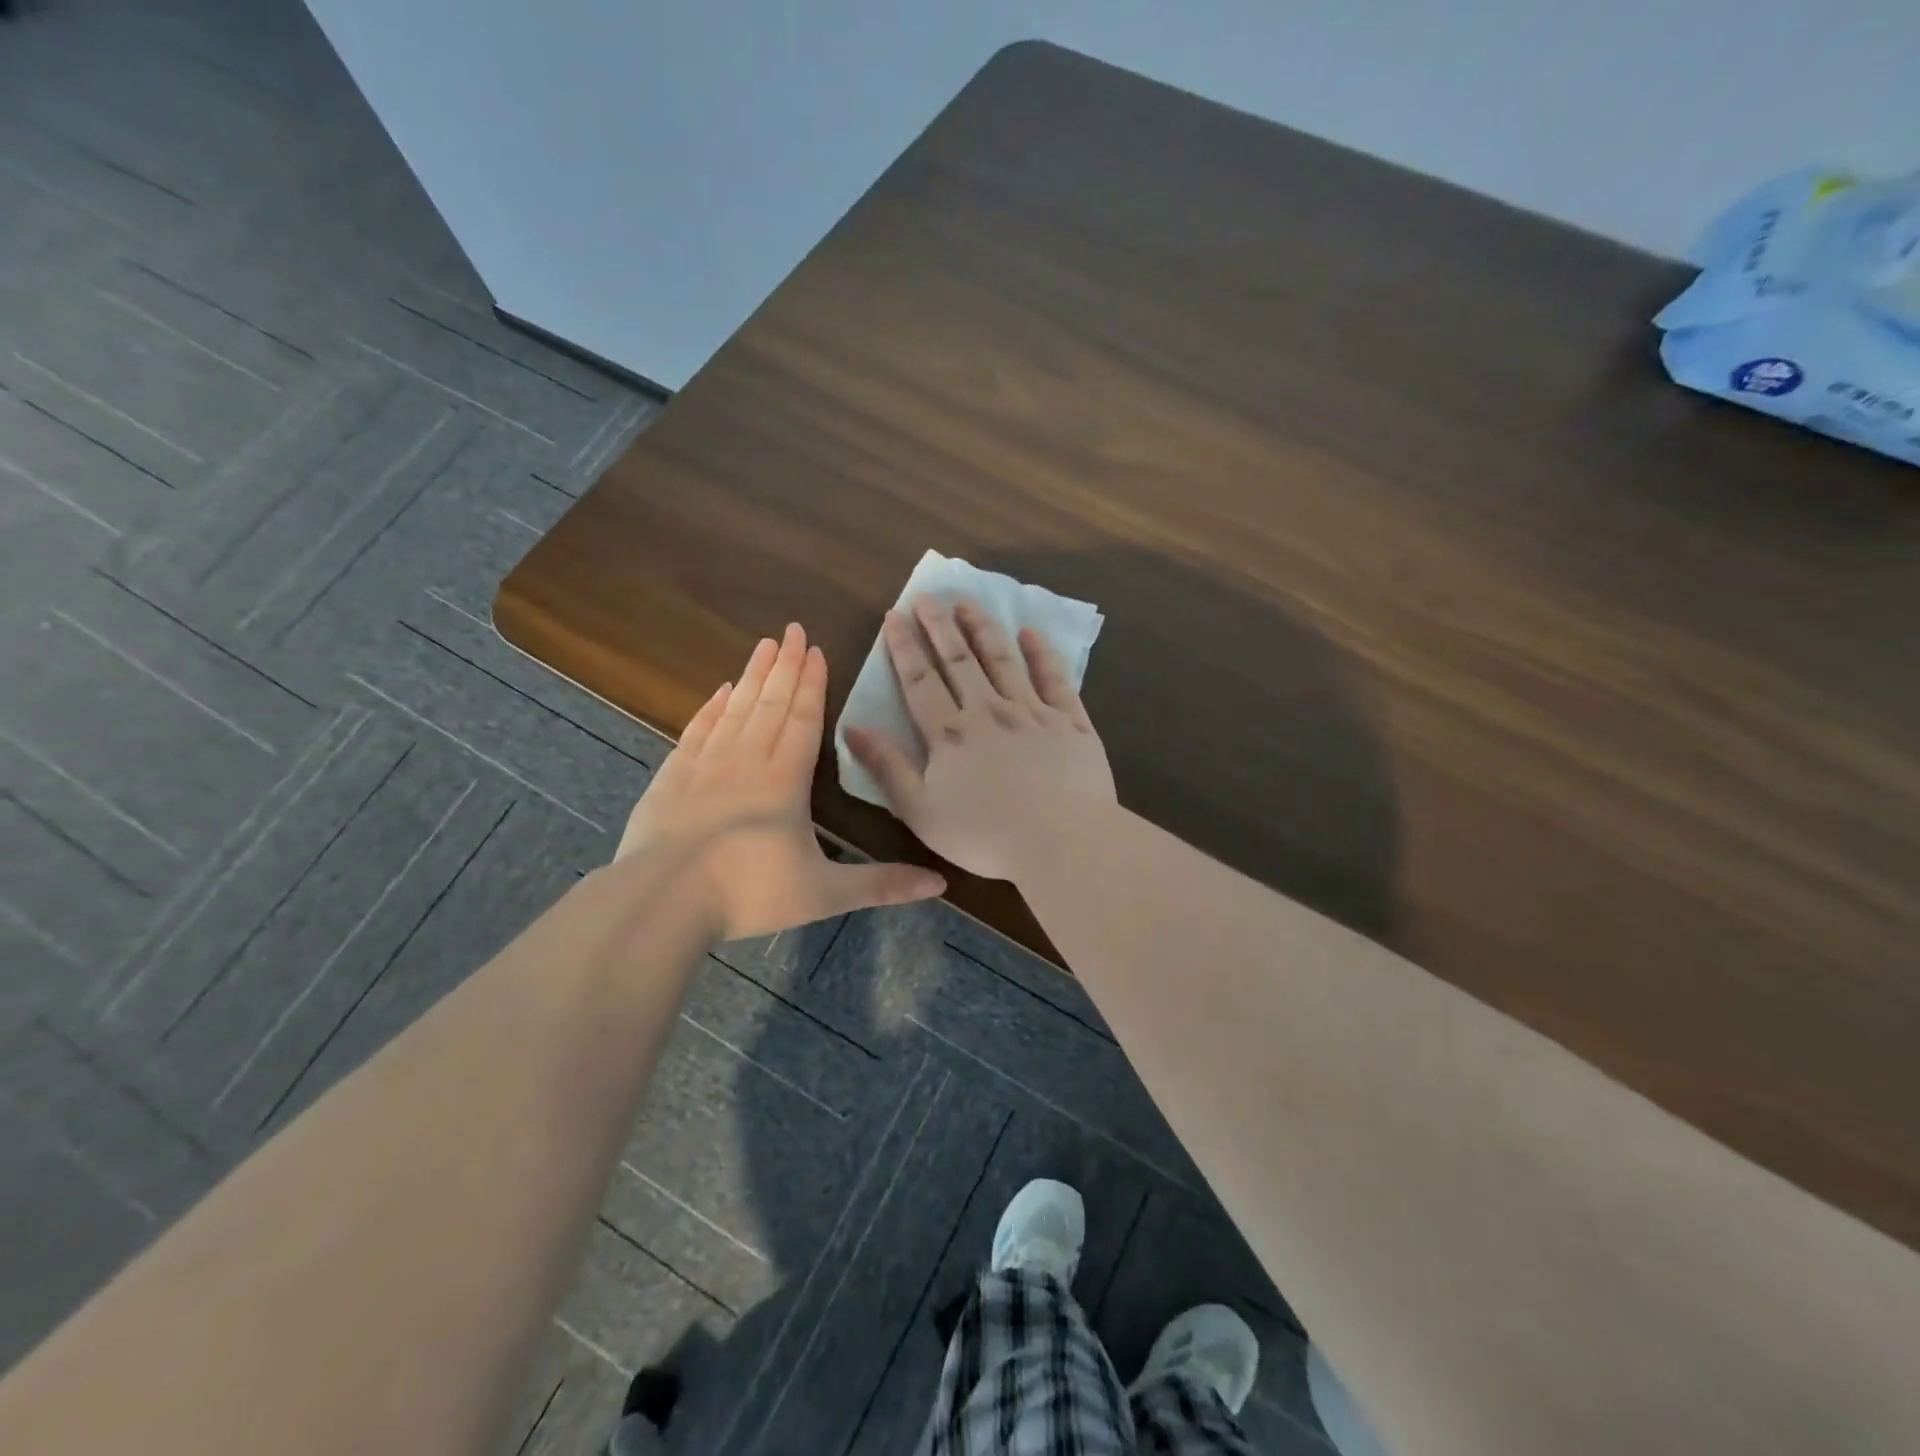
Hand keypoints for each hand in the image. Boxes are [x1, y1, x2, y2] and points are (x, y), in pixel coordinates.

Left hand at [618, 623, 944, 940]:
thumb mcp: (824, 893)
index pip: (803, 719)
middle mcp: (746, 761)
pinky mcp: (671, 778)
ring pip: (735, 709)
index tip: (815, 649)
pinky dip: (711, 708)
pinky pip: (697, 730)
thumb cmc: (748, 893)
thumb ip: (881, 884)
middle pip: (770, 703)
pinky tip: (720, 692)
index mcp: (785, 780)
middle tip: (792, 629)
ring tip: (763, 645)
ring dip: (752, 676)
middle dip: (785, 665)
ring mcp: (704, 766)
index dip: (812, 684)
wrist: (662, 901)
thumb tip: (940, 883)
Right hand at [844, 597, 1116, 881]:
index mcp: (950, 734)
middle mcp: (988, 711)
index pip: (920, 681)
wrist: (1062, 842)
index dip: (905, 647)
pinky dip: (1041, 654)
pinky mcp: (1070, 721)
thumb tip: (852, 728)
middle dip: (940, 626)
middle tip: (927, 596)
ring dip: (982, 628)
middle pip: (959, 660)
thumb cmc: (985, 836)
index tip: (894, 616)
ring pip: (1002, 659)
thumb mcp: (921, 810)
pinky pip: (1054, 679)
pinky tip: (1030, 633)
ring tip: (968, 602)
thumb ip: (888, 767)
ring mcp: (1032, 712)